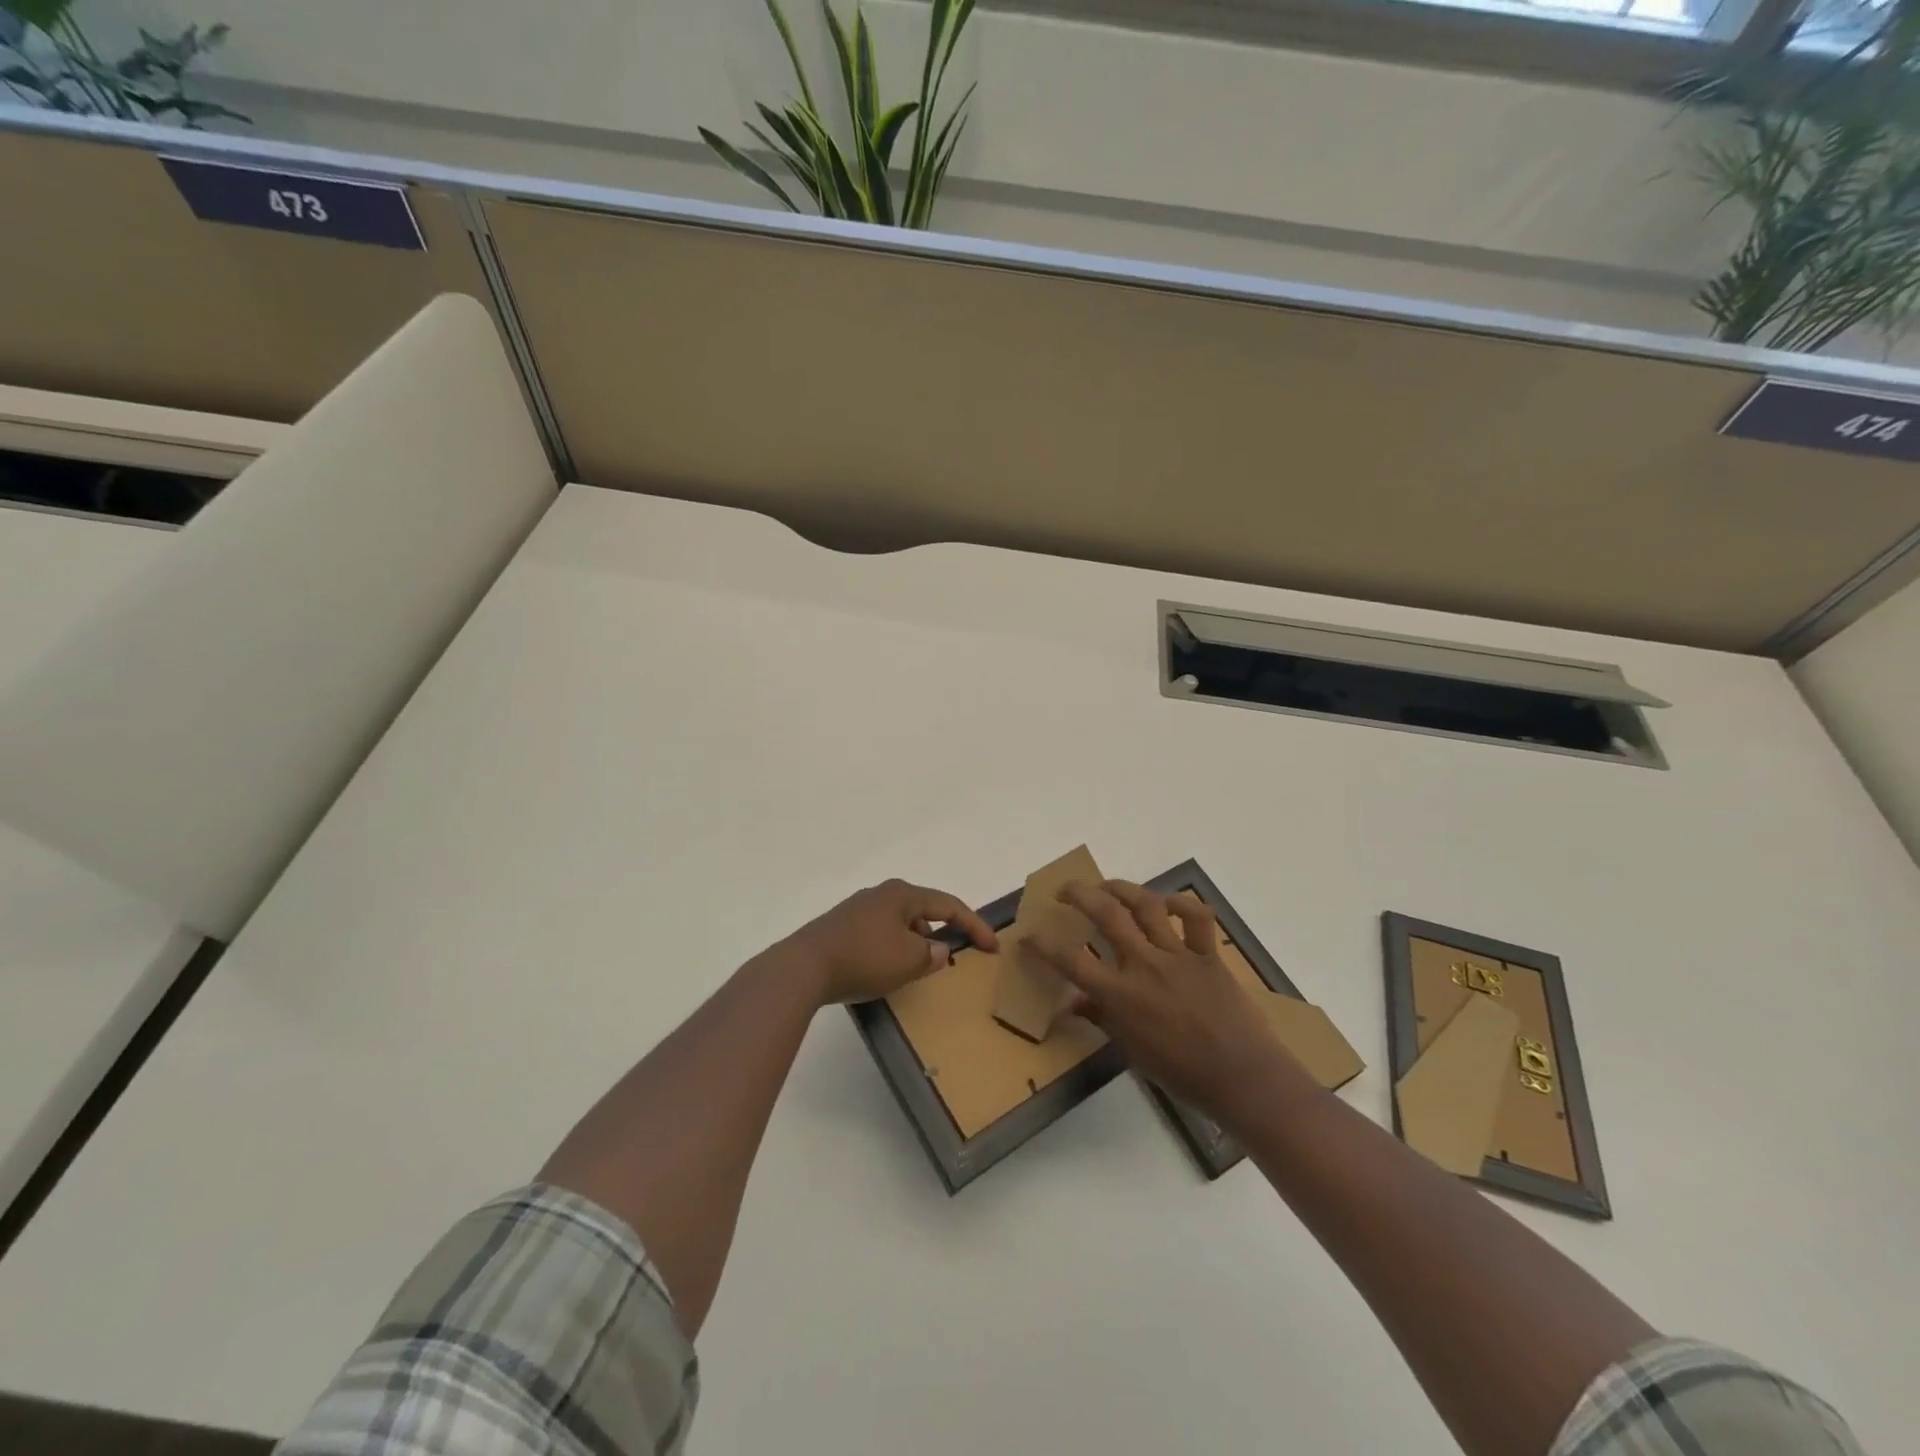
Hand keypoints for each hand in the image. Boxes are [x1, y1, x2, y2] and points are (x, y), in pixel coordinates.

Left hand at [779, 879, 997, 1006]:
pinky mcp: (841, 926)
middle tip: (953, 955)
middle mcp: (882, 894)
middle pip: (923, 910)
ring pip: (900, 922)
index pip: (949, 905)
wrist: (803, 967)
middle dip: (941, 931)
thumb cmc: (864, 958)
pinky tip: (885, 968)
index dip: (975, 925)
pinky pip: (879, 933)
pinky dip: (892, 947)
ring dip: (915, 942)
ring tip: (917, 968)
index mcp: (903, 894)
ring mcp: (858, 908)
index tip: (992, 947)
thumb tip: (938, 950)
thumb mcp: (908, 961)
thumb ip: (931, 954)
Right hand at [1027, 880, 1283, 1119]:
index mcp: (1121, 995)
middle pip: (1105, 914)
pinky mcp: (1207, 954)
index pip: (1071, 961)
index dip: (1044, 945)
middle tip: (1066, 890)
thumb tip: (1074, 1003)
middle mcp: (1144, 965)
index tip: (1028, 935)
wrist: (1241, 1077)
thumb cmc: (1181, 1072)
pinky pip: (1196, 916)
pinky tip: (1167, 903)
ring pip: (1145, 905)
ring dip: (1122, 888)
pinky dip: (1181, 903)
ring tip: (1107, 886)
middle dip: (1079, 894)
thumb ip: (1102, 1019)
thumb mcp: (1132, 1050)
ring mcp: (1177, 955)